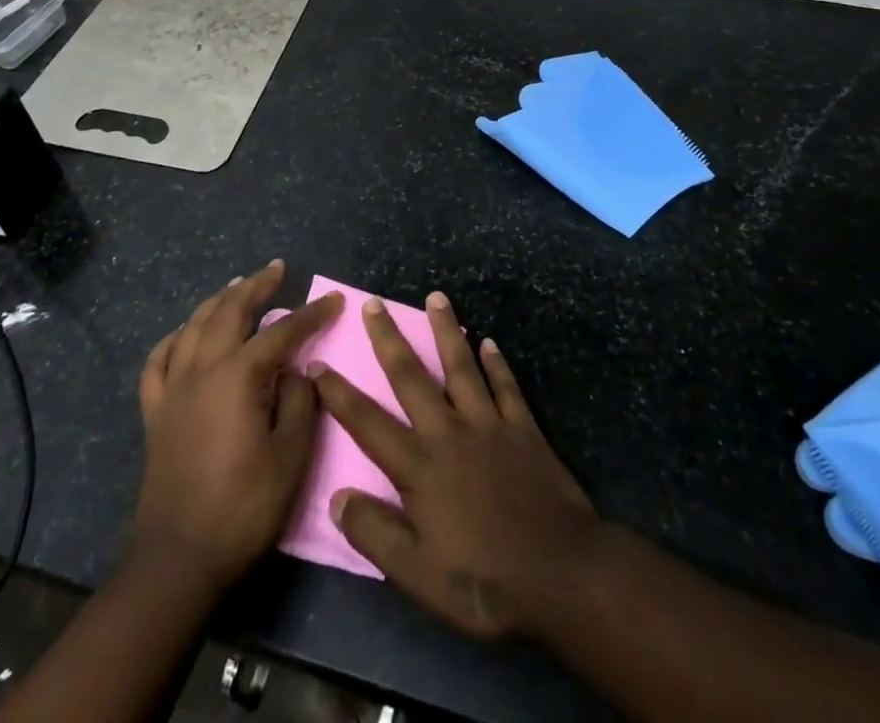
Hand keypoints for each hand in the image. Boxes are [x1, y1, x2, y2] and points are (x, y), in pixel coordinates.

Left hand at [134, 260, 343, 594]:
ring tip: (236, 286)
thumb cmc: (243, 508)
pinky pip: (159, 362)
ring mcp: (174, 390)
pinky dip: (174, 339)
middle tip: (277, 270)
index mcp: (238, 377)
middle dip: (256, 286)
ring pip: (193, 327)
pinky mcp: (156, 413)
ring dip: (218, 302)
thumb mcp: (291, 457)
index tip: (335, 300)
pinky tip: (184, 334)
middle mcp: (203, 370)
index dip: (311, 314)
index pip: (282, 332)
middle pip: (229, 312)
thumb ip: (300, 403)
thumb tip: (297, 371)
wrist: (178, 560)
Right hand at [313, 293, 600, 641]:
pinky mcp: (523, 429)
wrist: (561, 573)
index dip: (340, 394)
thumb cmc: (484, 582)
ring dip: (446, 330)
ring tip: (436, 297)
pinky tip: (489, 341)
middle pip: (411, 378)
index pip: (368, 423)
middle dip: (389, 339)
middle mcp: (449, 432)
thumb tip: (336, 496)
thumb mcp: (417, 575)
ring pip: (461, 367)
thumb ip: (375, 533)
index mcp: (419, 467)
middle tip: (373, 304)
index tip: (317, 364)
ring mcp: (489, 425)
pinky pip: (506, 386)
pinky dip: (497, 363)